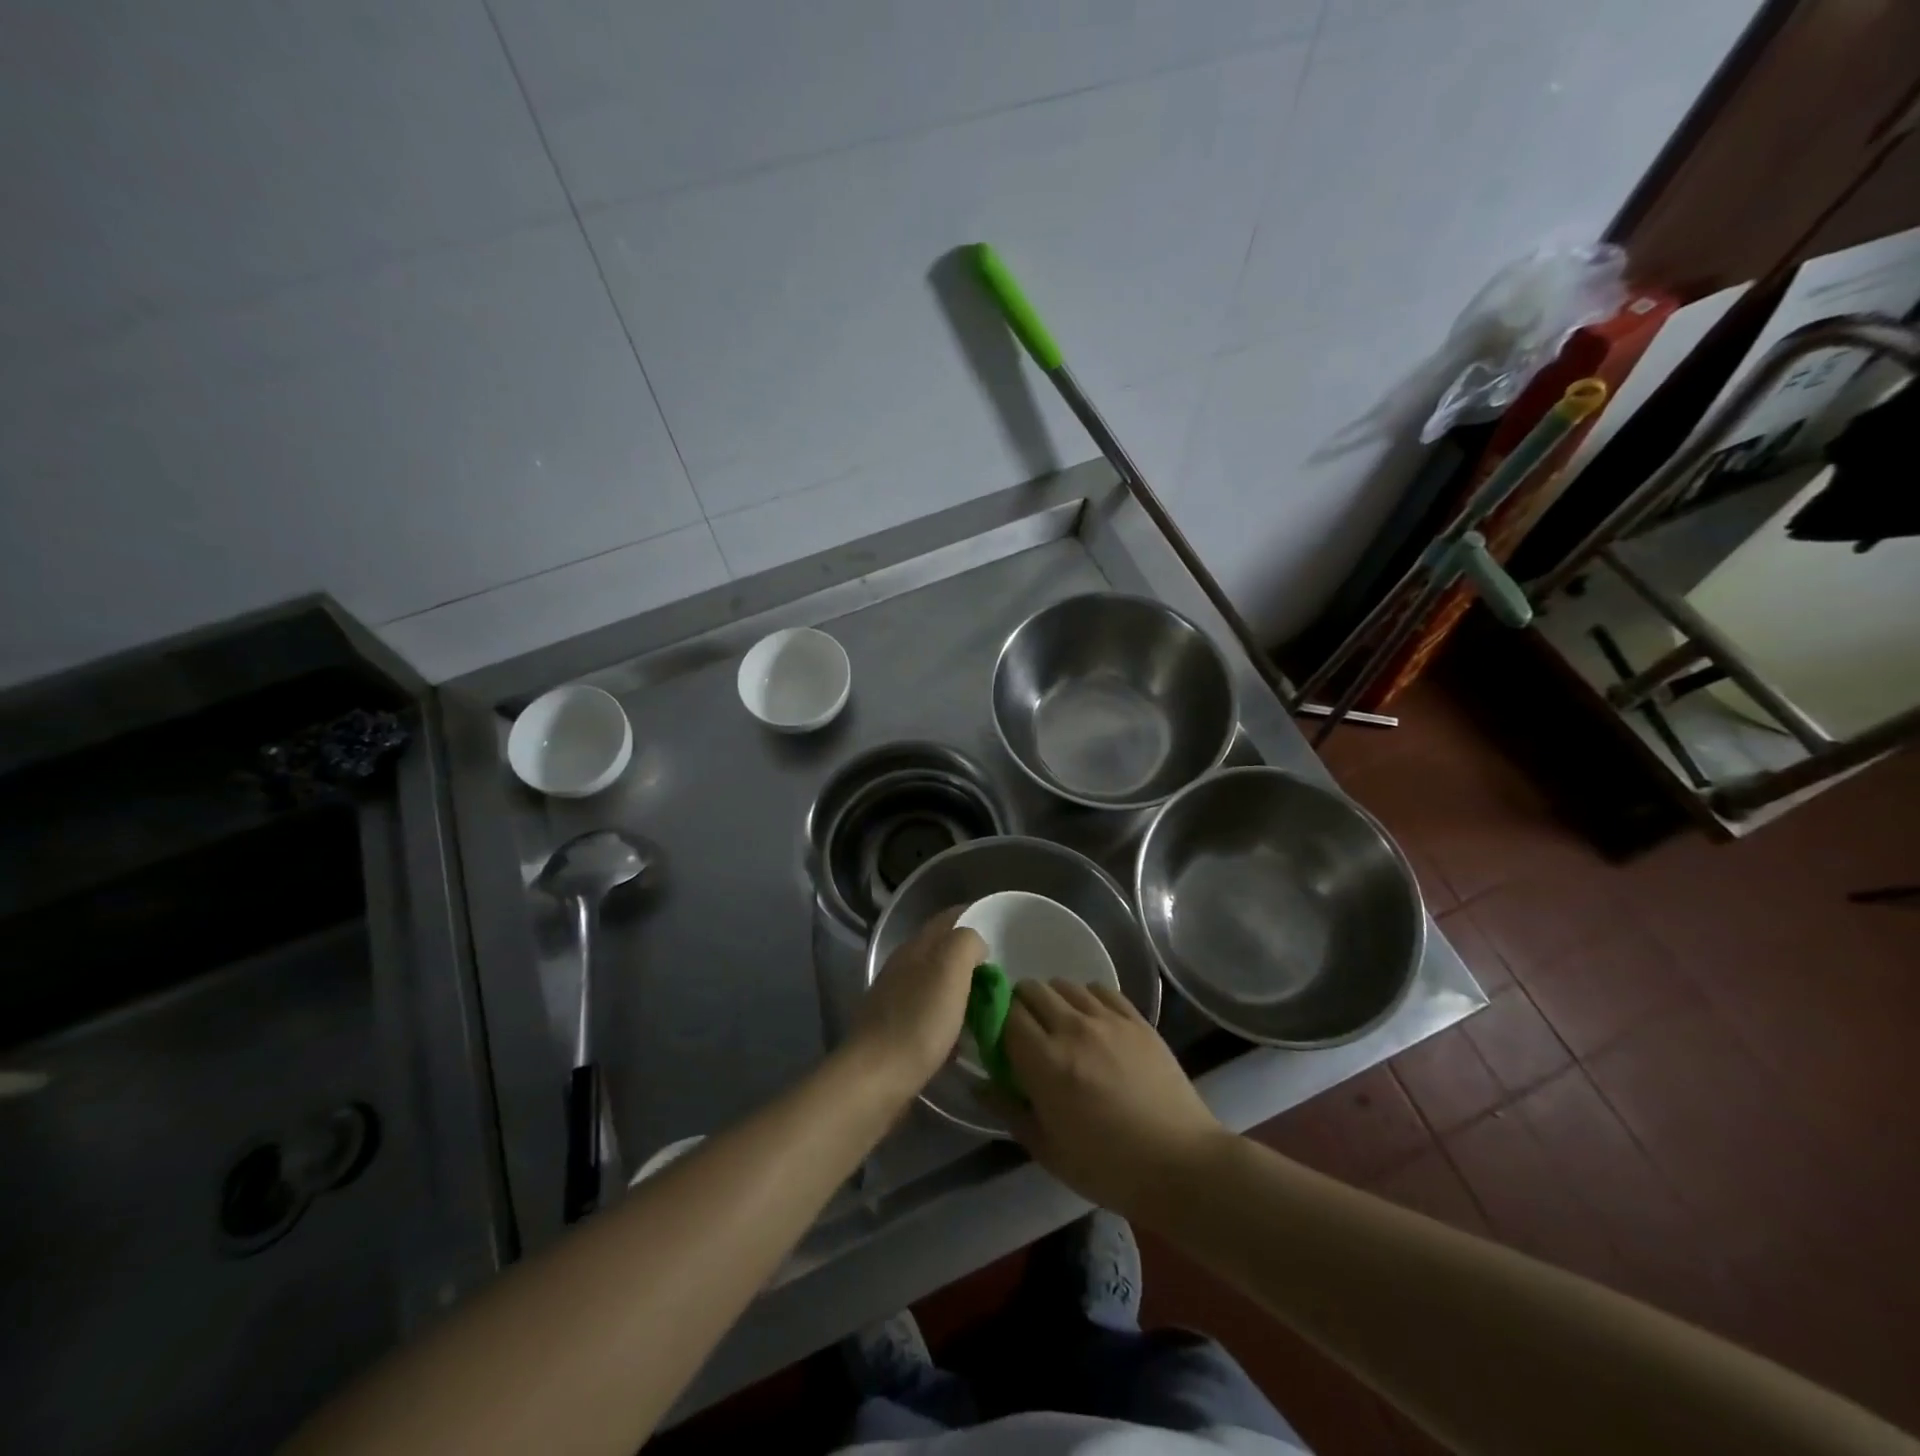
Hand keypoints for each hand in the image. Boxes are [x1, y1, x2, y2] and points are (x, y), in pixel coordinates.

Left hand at [849, 909, 984, 1095]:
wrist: (877, 1077)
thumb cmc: (919, 1020)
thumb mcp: (950, 969)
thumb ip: (966, 943)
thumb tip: (976, 945)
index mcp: (916, 947)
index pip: (948, 919)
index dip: (975, 917)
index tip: (1002, 931)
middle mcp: (903, 966)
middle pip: (942, 950)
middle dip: (971, 957)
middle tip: (1002, 973)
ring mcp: (895, 998)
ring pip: (936, 983)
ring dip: (961, 989)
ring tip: (988, 1005)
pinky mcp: (895, 1030)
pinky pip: (929, 1014)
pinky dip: (949, 1018)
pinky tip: (962, 1037)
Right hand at [1000, 980, 1224, 1219]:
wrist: (1181, 1165)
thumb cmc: (1108, 1168)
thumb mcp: (1048, 1150)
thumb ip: (1009, 1110)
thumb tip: (980, 1084)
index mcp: (1045, 1062)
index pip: (1005, 1014)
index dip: (996, 1021)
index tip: (998, 1039)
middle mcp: (1072, 1028)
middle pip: (1031, 989)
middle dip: (1021, 1006)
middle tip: (1028, 1035)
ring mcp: (1108, 1019)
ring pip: (1064, 984)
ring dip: (1054, 1000)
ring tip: (1061, 1027)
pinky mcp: (1136, 1019)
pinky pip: (1100, 989)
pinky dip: (1087, 999)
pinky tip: (1093, 1022)